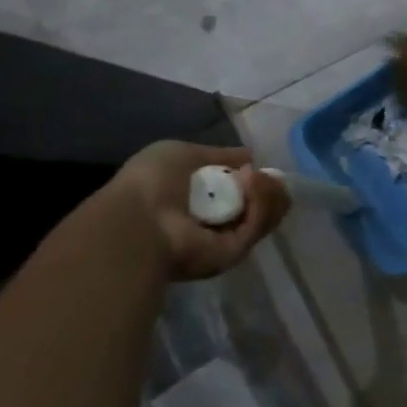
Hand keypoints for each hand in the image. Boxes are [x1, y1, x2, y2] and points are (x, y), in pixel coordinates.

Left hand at [107, 141, 289, 281]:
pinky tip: (254, 184)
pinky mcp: (235, 253)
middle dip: (268, 187)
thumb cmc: (149, 184)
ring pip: (265, 215)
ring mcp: (225, 241)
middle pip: (260, 205)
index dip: (253, 178)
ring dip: (267, 192)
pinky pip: (258, 225)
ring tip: (256, 177)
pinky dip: (262, 203)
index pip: (239, 193)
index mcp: (197, 203)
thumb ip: (217, 155)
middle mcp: (213, 225)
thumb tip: (250, 156)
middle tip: (266, 174)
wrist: (138, 222)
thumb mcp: (181, 154)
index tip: (257, 166)